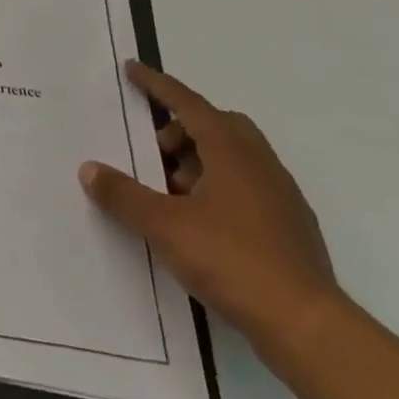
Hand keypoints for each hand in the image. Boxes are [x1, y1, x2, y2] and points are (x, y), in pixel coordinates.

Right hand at [79, 62, 341, 352]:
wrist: (308, 328)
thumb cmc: (232, 261)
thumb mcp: (163, 226)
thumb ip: (123, 195)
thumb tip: (90, 170)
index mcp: (233, 154)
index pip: (190, 105)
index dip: (159, 85)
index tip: (133, 70)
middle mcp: (262, 166)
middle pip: (220, 125)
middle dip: (182, 128)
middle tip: (153, 150)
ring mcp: (282, 199)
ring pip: (236, 157)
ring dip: (199, 160)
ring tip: (170, 193)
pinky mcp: (290, 230)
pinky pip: (247, 186)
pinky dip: (218, 187)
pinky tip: (198, 221)